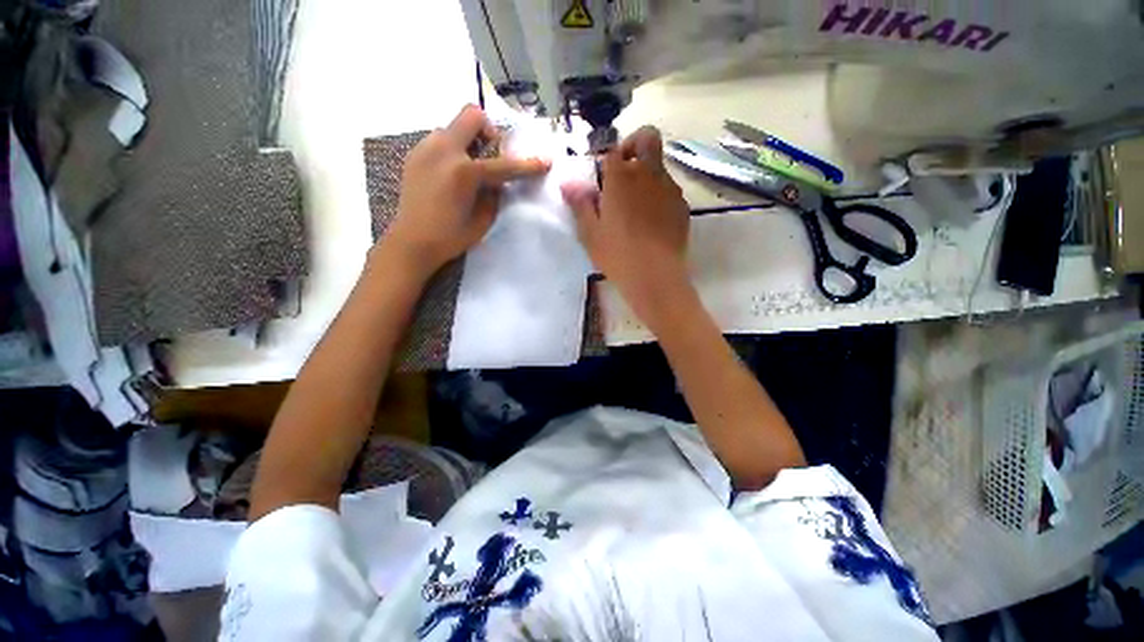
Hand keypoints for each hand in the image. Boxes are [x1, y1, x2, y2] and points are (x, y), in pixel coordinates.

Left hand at [382, 105, 550, 278]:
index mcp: (465, 172)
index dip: (528, 165)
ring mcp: (425, 148)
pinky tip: (452, 173)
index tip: (545, 161)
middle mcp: (444, 150)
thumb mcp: (484, 219)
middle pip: (472, 115)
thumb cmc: (451, 237)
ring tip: (470, 167)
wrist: (411, 242)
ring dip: (469, 140)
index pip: (505, 164)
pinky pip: (440, 140)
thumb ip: (495, 194)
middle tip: (492, 154)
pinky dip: (453, 149)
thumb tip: (498, 180)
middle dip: (489, 130)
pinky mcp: (415, 154)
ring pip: (454, 126)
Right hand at [562, 126, 692, 326]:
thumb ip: (580, 204)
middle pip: (647, 138)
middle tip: (623, 173)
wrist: (656, 276)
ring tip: (635, 209)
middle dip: (634, 145)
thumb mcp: (590, 233)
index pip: (612, 150)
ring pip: (659, 166)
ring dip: (646, 175)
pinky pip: (669, 190)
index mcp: (621, 177)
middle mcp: (648, 174)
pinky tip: (651, 222)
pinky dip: (658, 195)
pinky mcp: (682, 206)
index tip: (601, 178)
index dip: (606, 159)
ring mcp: (669, 188)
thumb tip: (568, 183)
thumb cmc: (617, 254)